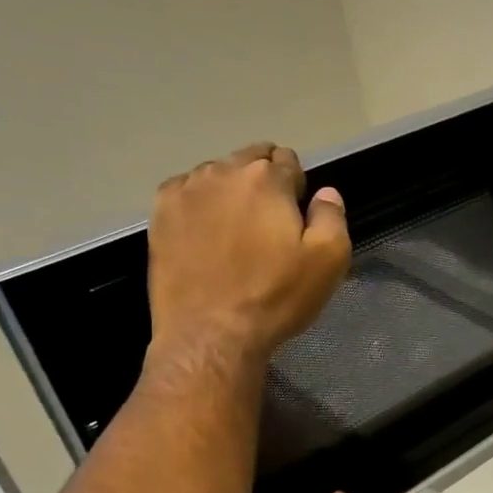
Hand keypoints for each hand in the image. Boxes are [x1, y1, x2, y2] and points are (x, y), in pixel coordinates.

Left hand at [144, 143, 349, 373]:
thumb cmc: (275, 297)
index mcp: (267, 179)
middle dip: (264, 181)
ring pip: (217, 174)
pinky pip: (186, 191)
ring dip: (230, 191)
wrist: (211, 334)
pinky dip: (199, 203)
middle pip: (250, 159)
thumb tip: (326, 193)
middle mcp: (223, 172)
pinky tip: (204, 234)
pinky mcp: (160, 214)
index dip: (297, 187)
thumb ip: (332, 216)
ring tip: (235, 231)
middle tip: (269, 225)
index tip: (297, 217)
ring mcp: (186, 191)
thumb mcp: (328, 261)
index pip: (288, 160)